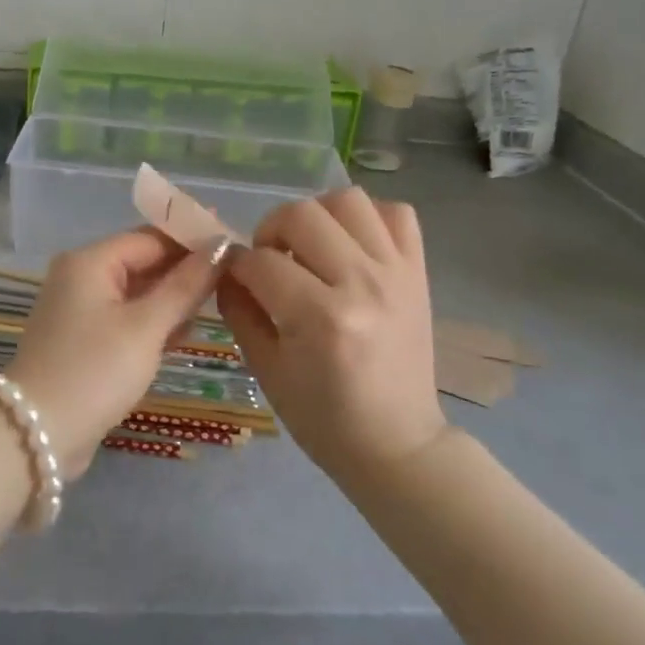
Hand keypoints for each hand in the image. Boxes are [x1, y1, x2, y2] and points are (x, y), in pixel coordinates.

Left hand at [7, 228, 222, 476]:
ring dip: (173, 297)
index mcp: (90, 261)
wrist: (36, 434)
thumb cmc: (94, 371)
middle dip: (185, 269)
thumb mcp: (146, 326)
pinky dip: (153, 321)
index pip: (151, 237)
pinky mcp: (83, 339)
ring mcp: (80, 309)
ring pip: (137, 291)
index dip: (192, 239)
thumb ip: (186, 285)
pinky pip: (126, 317)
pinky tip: (186, 331)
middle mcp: (81, 276)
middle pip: (143, 261)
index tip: (234, 247)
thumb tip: (222, 246)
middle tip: (233, 278)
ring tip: (220, 302)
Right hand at [217, 188, 445, 479]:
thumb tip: (225, 268)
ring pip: (349, 200)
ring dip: (317, 215)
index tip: (234, 277)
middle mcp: (362, 284)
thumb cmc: (324, 419)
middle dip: (270, 230)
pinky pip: (398, 213)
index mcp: (321, 318)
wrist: (398, 444)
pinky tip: (352, 244)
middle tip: (269, 259)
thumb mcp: (266, 371)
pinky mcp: (418, 272)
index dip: (236, 265)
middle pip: (302, 215)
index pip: (261, 261)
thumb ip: (240, 311)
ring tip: (310, 245)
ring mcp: (396, 273)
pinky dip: (369, 218)